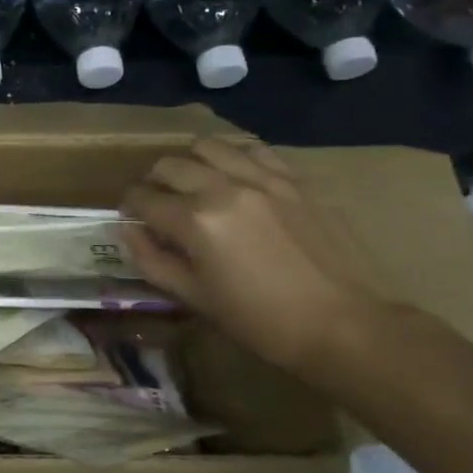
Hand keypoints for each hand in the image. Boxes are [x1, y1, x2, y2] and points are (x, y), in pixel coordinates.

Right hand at [121, 138, 384, 380]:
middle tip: (160, 204)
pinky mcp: (295, 179)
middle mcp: (224, 188)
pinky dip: (233, 156)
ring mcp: (264, 179)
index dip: (130, 207)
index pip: (142, 198)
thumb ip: (151, 260)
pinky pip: (253, 149)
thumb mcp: (194, 298)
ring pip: (209, 146)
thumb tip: (129, 231)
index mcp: (195, 222)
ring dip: (191, 162)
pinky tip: (235, 176)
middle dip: (154, 182)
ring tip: (196, 184)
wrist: (344, 325)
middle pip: (170, 165)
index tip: (133, 219)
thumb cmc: (260, 320)